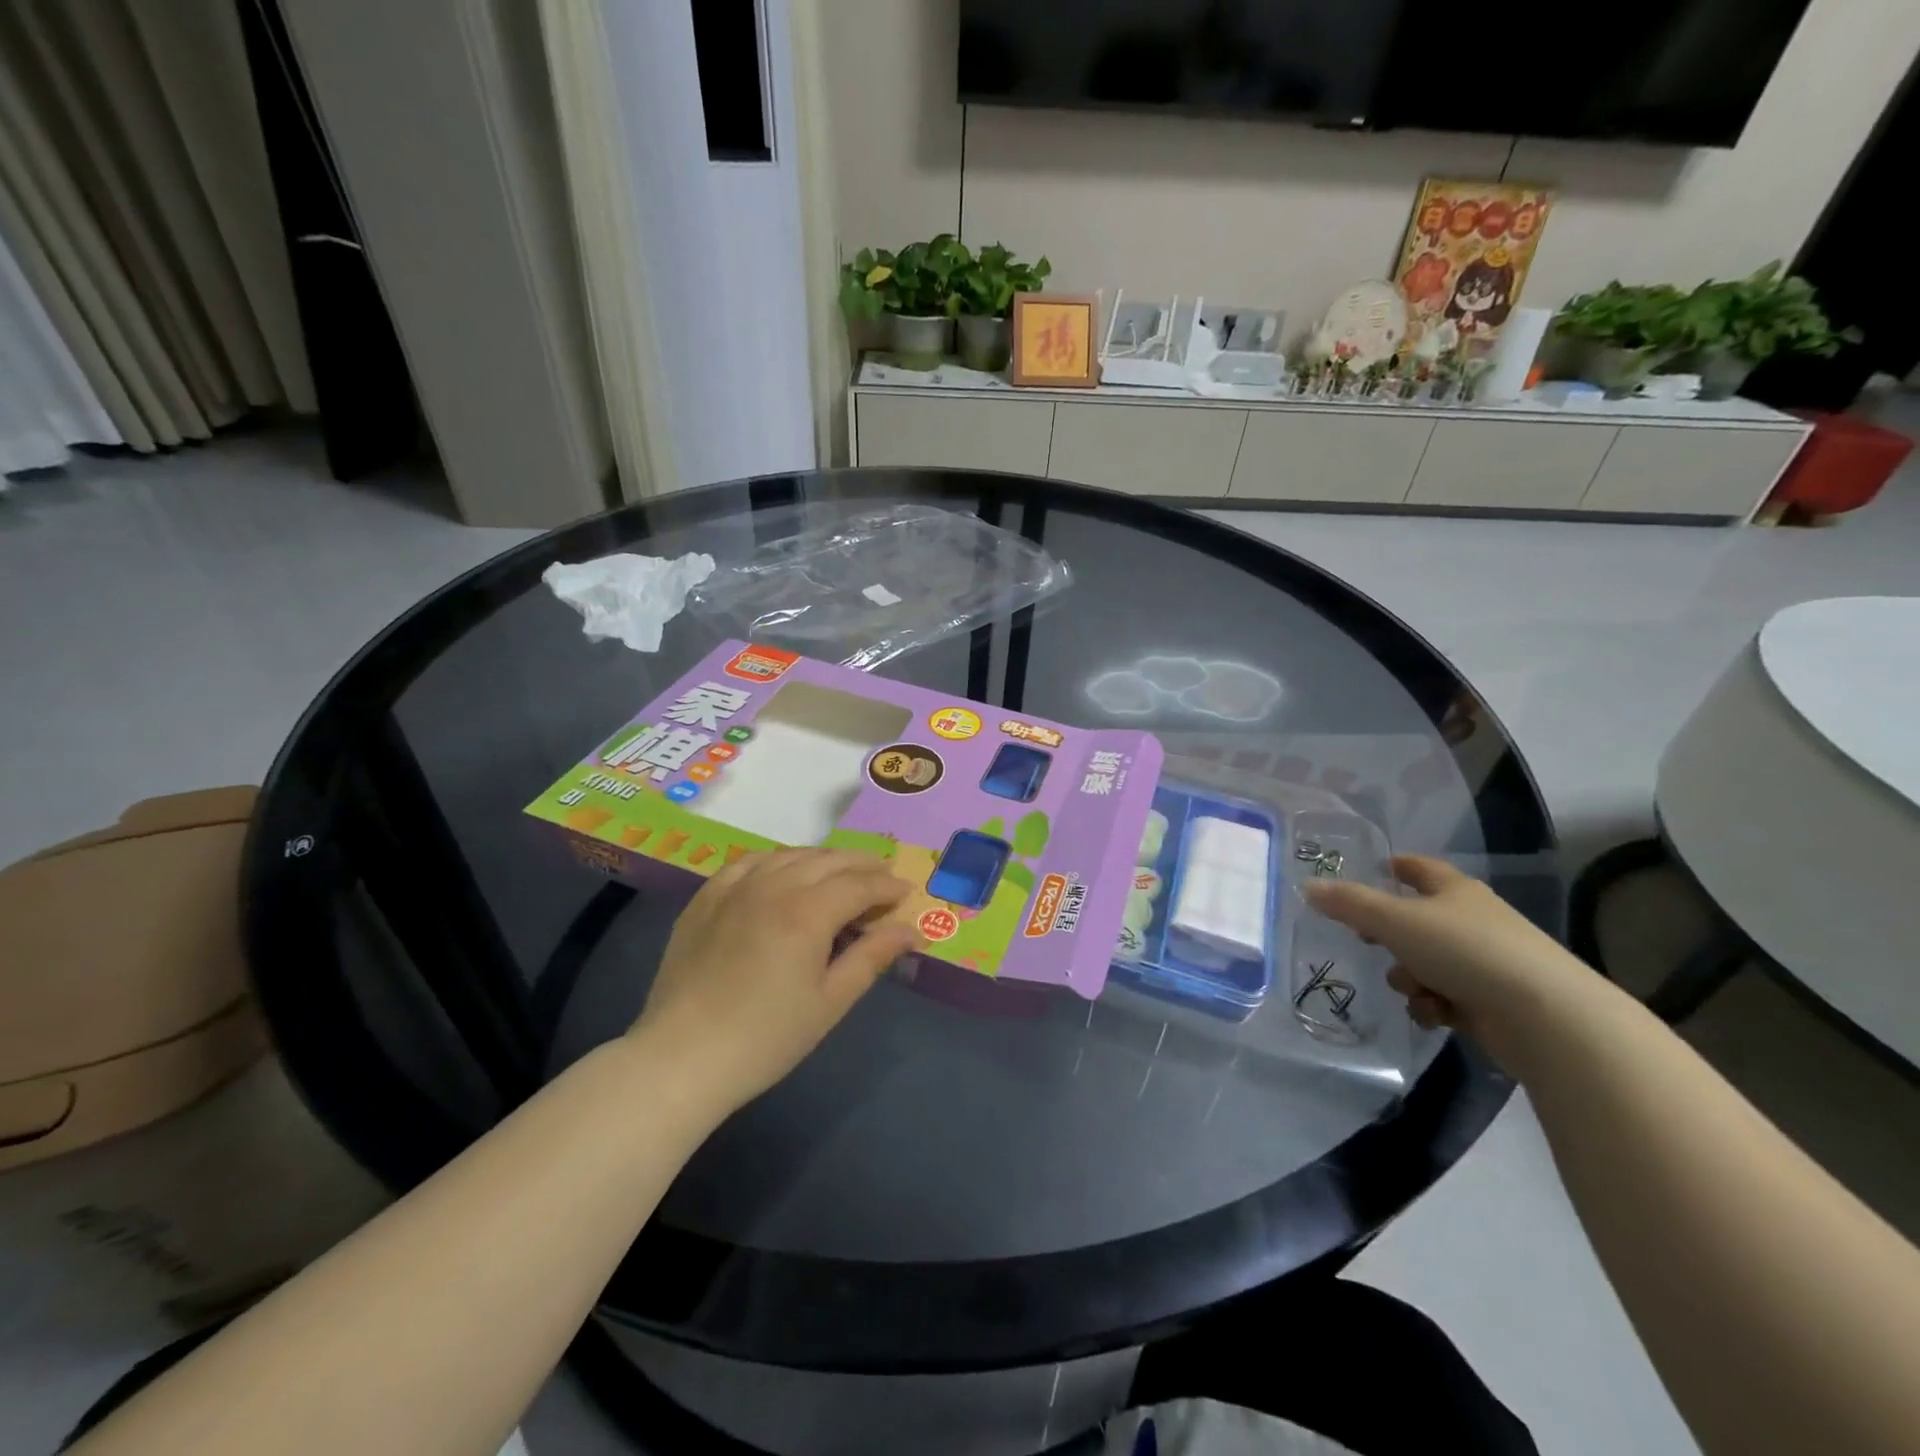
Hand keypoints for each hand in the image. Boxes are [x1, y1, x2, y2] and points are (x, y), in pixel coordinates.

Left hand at [632, 849, 917, 1114]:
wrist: (682, 1058)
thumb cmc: (767, 1037)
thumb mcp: (830, 1001)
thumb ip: (871, 957)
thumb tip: (910, 930)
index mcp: (808, 911)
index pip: (860, 885)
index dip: (887, 887)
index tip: (906, 893)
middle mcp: (774, 886)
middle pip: (828, 861)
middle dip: (862, 865)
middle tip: (882, 877)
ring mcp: (735, 887)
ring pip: (789, 855)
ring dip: (823, 859)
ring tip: (840, 873)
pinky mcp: (706, 898)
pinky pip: (749, 862)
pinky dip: (777, 860)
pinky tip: (783, 871)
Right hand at [1305, 856, 1596, 1072]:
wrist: (1545, 1017)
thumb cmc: (1465, 952)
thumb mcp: (1394, 921)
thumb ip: (1348, 904)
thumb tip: (1308, 887)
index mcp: (1455, 892)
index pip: (1422, 869)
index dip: (1399, 866)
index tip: (1379, 867)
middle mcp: (1472, 921)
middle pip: (1418, 920)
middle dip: (1390, 935)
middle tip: (1368, 941)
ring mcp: (1486, 963)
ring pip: (1426, 963)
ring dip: (1409, 977)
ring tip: (1414, 989)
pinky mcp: (1493, 1002)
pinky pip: (1445, 997)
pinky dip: (1433, 1005)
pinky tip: (1434, 1014)